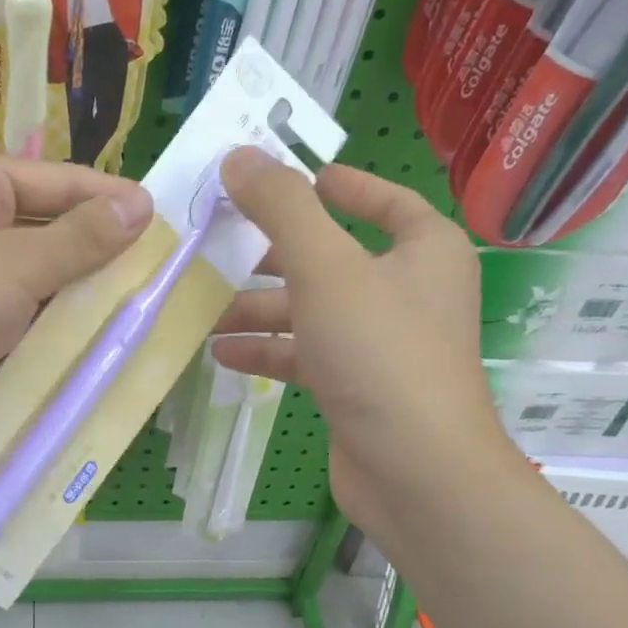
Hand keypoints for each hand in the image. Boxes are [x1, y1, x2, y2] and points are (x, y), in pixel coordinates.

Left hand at [0, 150, 151, 457]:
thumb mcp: (13, 263)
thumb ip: (81, 239)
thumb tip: (141, 203)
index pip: (59, 182)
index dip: (112, 201)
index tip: (169, 224)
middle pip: (52, 235)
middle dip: (102, 258)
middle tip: (167, 278)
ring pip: (42, 288)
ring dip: (83, 304)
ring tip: (149, 316)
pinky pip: (25, 329)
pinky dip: (57, 339)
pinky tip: (103, 351)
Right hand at [212, 149, 513, 546]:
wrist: (416, 472)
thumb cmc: (380, 352)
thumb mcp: (326, 268)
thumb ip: (281, 207)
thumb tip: (239, 155)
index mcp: (423, 250)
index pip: (381, 200)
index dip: (337, 185)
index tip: (290, 180)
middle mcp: (408, 291)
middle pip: (332, 257)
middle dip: (274, 255)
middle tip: (218, 245)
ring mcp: (382, 343)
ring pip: (312, 310)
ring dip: (260, 308)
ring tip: (204, 307)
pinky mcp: (358, 387)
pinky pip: (306, 354)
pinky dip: (269, 350)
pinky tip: (222, 352)